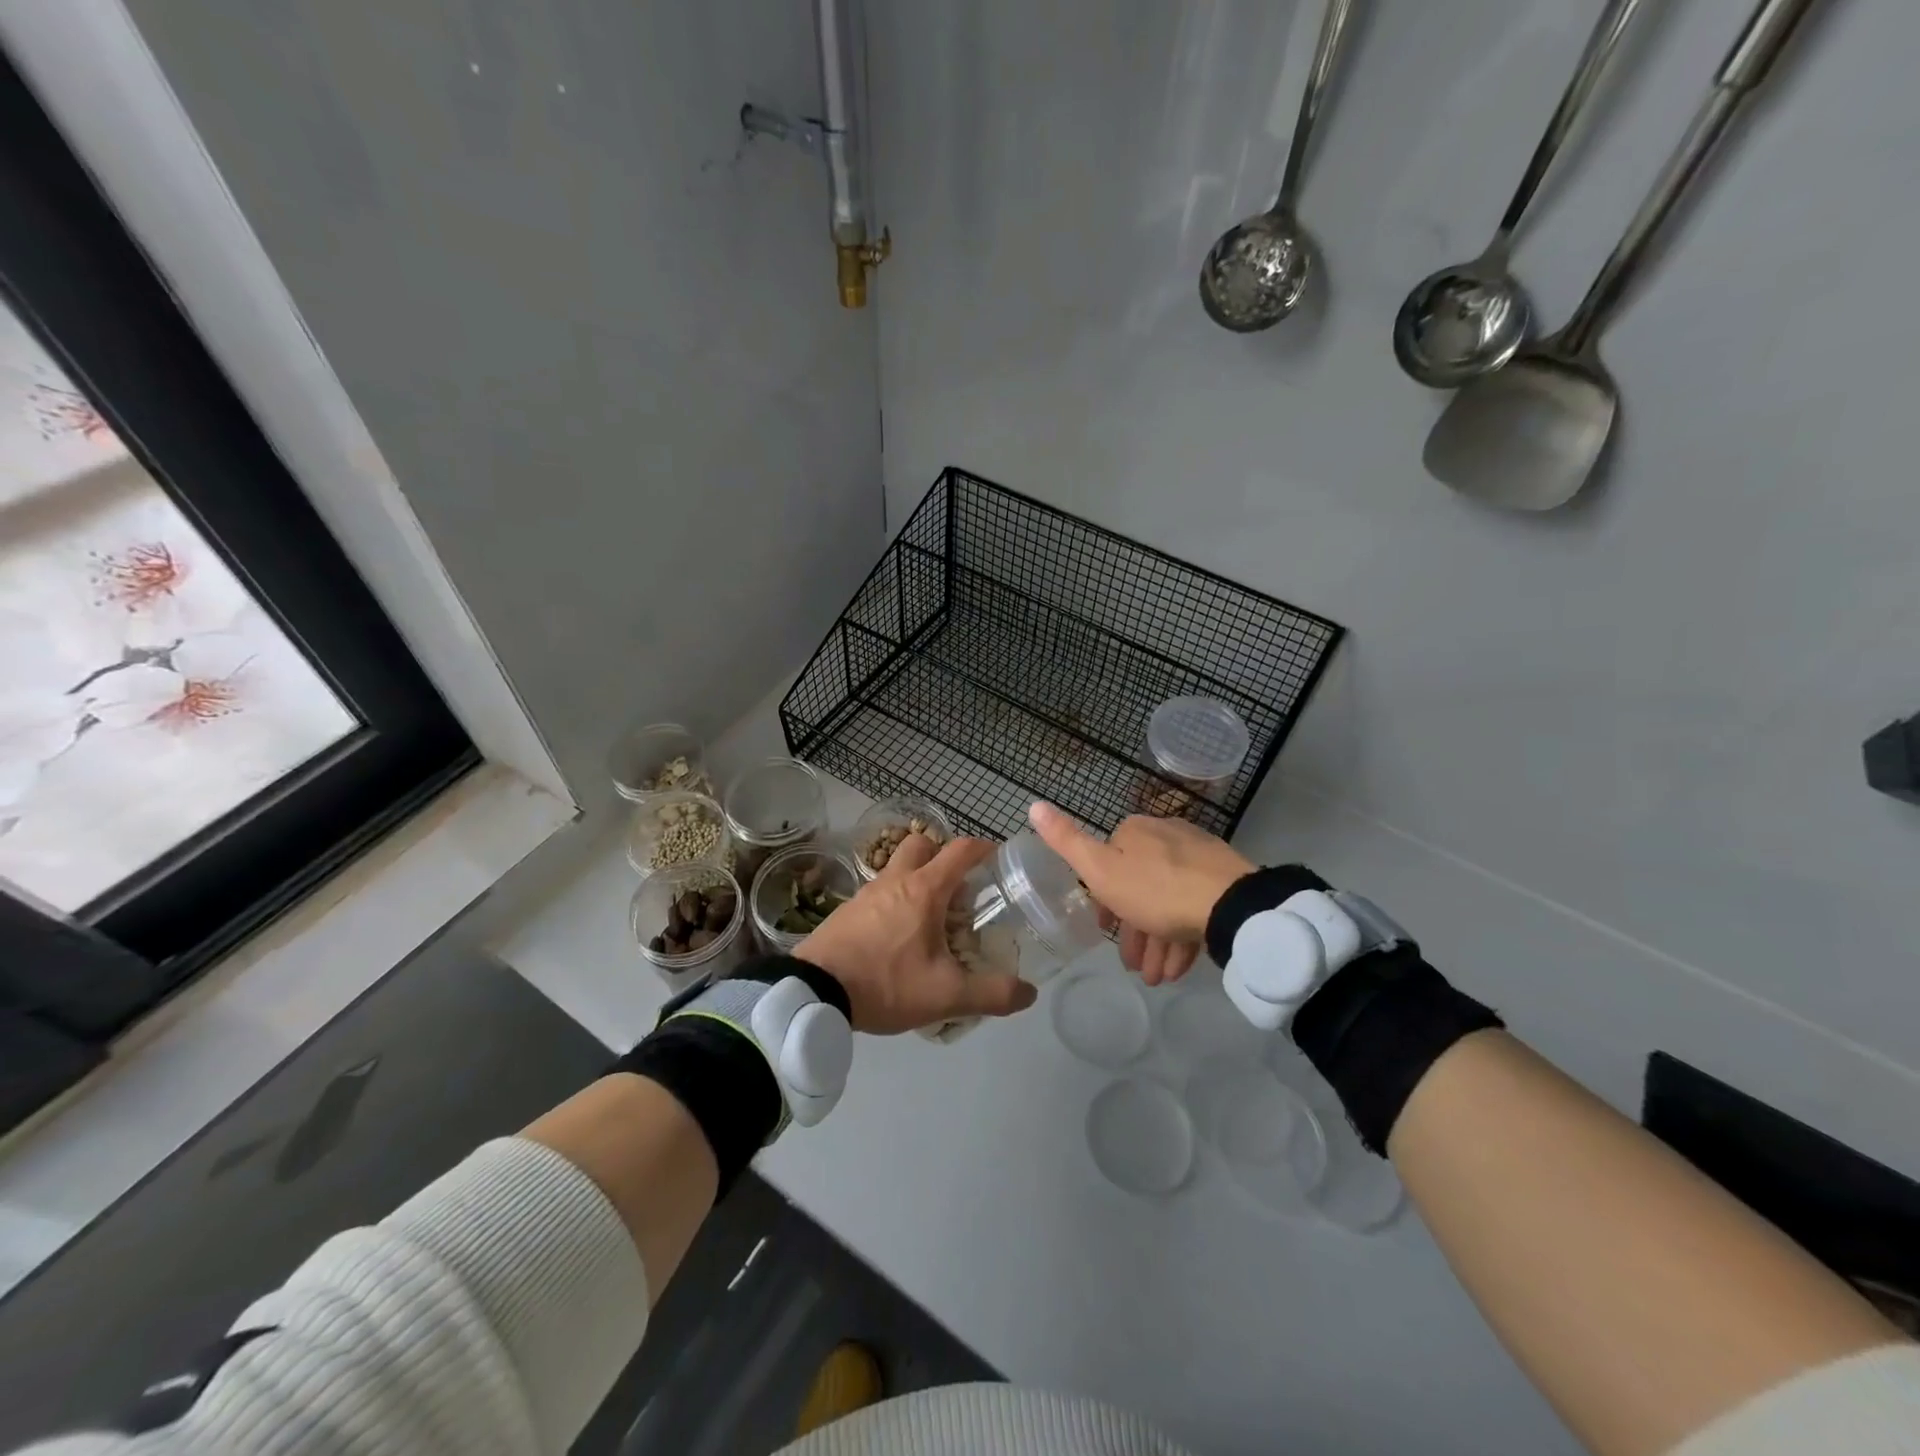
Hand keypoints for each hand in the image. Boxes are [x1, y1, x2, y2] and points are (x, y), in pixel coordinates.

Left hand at [794, 832, 1039, 1033]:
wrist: (814, 991)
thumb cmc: (886, 982)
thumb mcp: (946, 995)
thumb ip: (992, 994)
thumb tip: (1029, 993)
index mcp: (924, 889)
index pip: (960, 850)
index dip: (984, 848)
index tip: (999, 857)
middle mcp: (896, 880)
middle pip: (922, 845)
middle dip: (943, 855)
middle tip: (960, 886)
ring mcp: (867, 893)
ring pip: (897, 868)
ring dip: (917, 878)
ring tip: (932, 915)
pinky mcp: (847, 910)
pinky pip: (879, 892)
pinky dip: (895, 900)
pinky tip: (899, 934)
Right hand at [1027, 802, 1253, 985]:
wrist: (1229, 904)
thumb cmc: (1154, 890)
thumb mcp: (1100, 870)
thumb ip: (1066, 841)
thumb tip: (1033, 804)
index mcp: (1134, 831)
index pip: (1109, 864)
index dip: (1104, 902)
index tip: (1104, 931)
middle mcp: (1165, 835)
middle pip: (1139, 887)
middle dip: (1133, 931)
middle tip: (1134, 967)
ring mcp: (1197, 856)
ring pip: (1167, 901)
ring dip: (1156, 943)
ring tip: (1156, 978)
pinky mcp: (1223, 878)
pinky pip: (1193, 907)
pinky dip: (1180, 937)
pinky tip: (1178, 968)